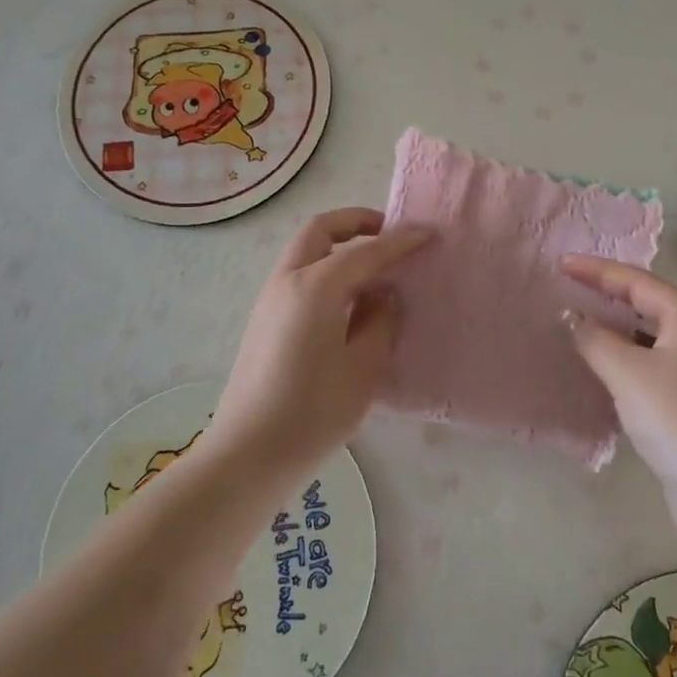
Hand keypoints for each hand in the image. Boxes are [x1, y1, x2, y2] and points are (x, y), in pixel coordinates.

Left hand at [208, 208, 433, 479]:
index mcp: (316, 286)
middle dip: (356, 222)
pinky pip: (298, 275)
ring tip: (374, 270)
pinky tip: (348, 301)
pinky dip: (325, 269)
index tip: (428, 233)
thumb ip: (379, 322)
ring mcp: (270, 299)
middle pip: (321, 230)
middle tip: (389, 235)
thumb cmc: (313, 411)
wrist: (248, 453)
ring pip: (306, 250)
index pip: (366, 250)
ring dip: (339, 246)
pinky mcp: (264, 320)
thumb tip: (383, 296)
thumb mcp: (363, 367)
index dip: (400, 240)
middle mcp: (288, 280)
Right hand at [561, 256, 676, 517]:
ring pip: (652, 337)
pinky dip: (628, 359)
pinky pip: (656, 365)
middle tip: (570, 289)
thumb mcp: (627, 372)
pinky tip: (606, 370)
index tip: (562, 264)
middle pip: (649, 304)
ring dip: (617, 329)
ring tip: (581, 325)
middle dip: (609, 295)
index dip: (597, 270)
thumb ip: (594, 338)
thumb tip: (572, 316)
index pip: (637, 281)